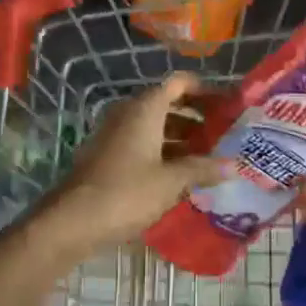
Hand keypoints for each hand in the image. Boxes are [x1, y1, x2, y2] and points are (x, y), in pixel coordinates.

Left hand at [43, 74, 230, 256]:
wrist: (73, 221)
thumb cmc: (127, 193)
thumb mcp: (171, 181)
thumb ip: (202, 169)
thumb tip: (233, 165)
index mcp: (145, 109)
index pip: (179, 83)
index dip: (205, 89)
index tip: (228, 104)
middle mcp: (129, 114)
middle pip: (168, 104)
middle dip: (197, 117)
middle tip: (224, 134)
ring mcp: (115, 135)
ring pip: (155, 126)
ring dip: (182, 137)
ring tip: (210, 157)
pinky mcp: (108, 156)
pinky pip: (143, 144)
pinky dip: (164, 152)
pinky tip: (182, 174)